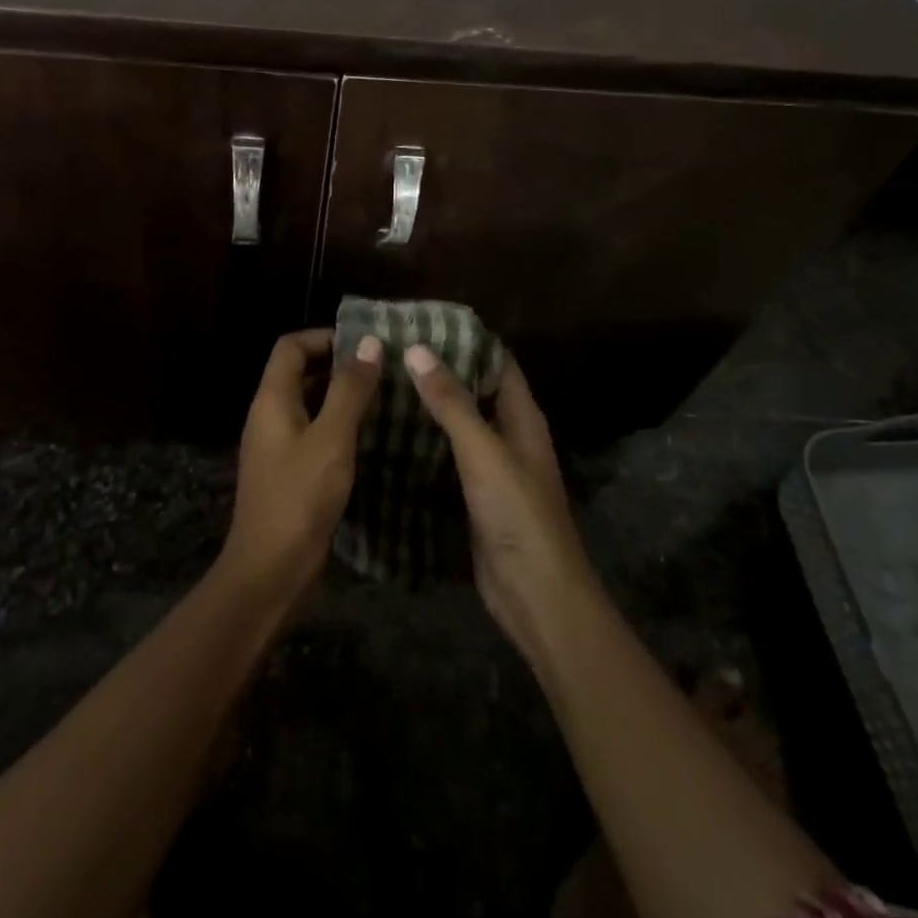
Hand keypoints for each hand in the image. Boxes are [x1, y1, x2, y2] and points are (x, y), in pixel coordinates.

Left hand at [223, 328, 382, 598]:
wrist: (270, 571)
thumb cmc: (300, 499)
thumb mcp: (331, 439)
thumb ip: (349, 390)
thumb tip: (368, 342)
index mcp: (272, 400)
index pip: (291, 347)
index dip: (325, 337)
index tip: (366, 344)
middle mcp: (269, 416)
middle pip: (299, 372)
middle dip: (339, 364)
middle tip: (384, 368)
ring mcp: (277, 446)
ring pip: (309, 404)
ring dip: (341, 395)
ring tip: (385, 396)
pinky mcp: (289, 472)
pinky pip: (313, 432)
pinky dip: (338, 425)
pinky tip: (370, 436)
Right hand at [403, 346, 601, 662]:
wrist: (534, 593)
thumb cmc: (517, 513)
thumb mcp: (483, 451)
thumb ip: (452, 403)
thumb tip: (418, 349)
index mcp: (522, 418)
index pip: (498, 364)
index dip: (467, 341)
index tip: (423, 324)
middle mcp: (509, 437)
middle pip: (475, 393)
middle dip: (440, 373)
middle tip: (391, 353)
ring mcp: (491, 470)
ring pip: (458, 428)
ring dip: (429, 409)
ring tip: (383, 385)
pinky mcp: (474, 498)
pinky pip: (447, 461)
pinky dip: (424, 446)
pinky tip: (390, 437)